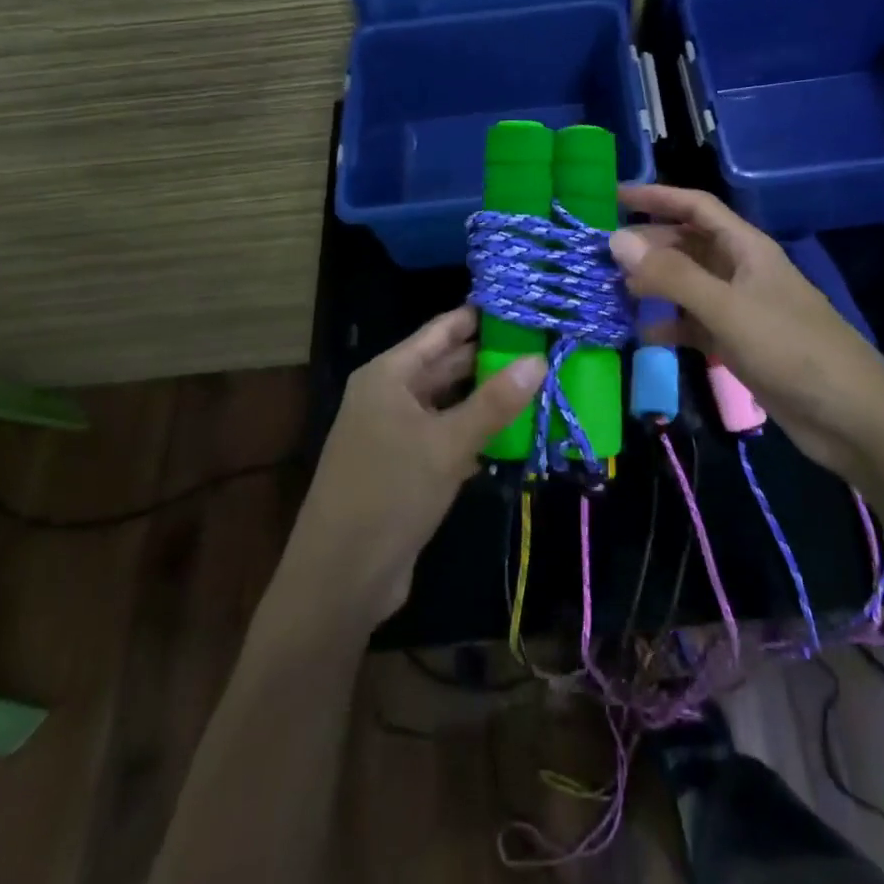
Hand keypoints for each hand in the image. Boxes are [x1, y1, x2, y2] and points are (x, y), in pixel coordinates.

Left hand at [278, 307, 546, 627]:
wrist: (340, 579)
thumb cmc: (389, 493)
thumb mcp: (447, 444)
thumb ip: (495, 401)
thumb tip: (539, 359)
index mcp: (389, 374)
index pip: (441, 331)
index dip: (480, 316)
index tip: (524, 304)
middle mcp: (389, 395)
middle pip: (446, 365)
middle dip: (491, 358)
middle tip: (544, 346)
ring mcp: (395, 432)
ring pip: (449, 403)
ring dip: (487, 399)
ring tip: (539, 385)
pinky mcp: (405, 467)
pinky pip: (445, 436)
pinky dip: (475, 433)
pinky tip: (514, 434)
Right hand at [609, 185, 883, 472]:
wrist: (850, 417)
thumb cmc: (791, 350)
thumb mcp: (728, 308)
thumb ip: (672, 275)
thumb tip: (616, 240)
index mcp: (745, 247)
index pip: (695, 206)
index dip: (656, 197)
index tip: (612, 198)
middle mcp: (740, 270)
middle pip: (686, 244)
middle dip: (646, 245)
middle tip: (599, 255)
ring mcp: (739, 308)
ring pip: (686, 285)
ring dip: (652, 285)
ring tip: (609, 291)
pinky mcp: (738, 343)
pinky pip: (693, 323)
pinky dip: (668, 325)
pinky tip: (640, 334)